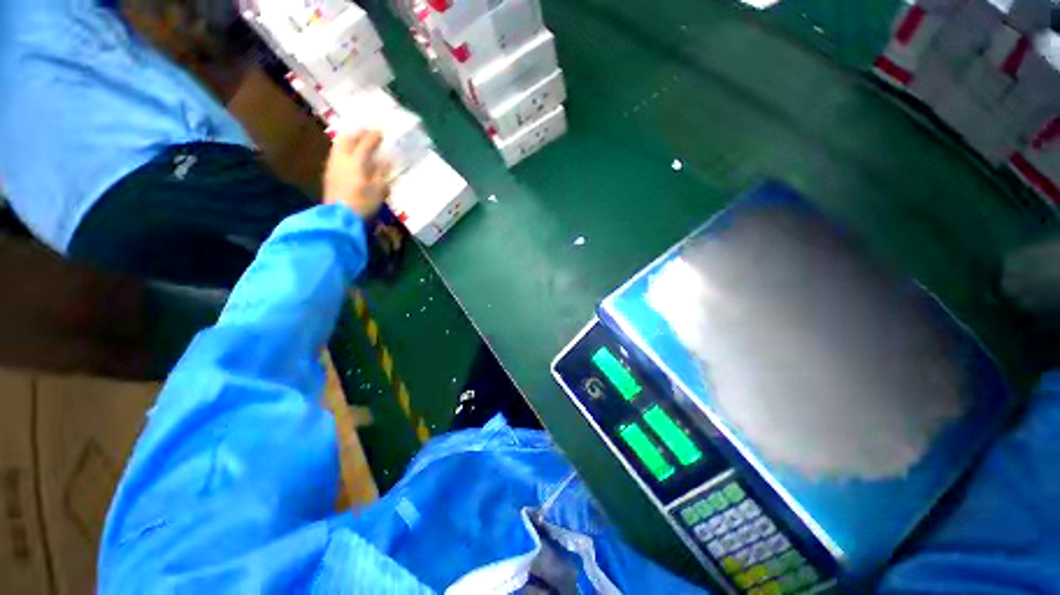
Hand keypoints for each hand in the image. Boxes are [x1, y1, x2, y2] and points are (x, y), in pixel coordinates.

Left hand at [323, 130, 391, 218]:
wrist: (340, 216)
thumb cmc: (363, 203)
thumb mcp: (379, 190)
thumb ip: (382, 173)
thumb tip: (385, 160)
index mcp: (356, 161)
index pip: (365, 143)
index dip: (373, 136)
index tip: (381, 132)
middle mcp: (342, 158)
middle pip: (346, 139)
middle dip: (357, 133)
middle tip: (366, 132)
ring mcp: (333, 165)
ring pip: (339, 145)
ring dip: (349, 140)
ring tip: (357, 142)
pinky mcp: (329, 174)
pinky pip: (336, 155)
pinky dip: (344, 151)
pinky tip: (350, 157)